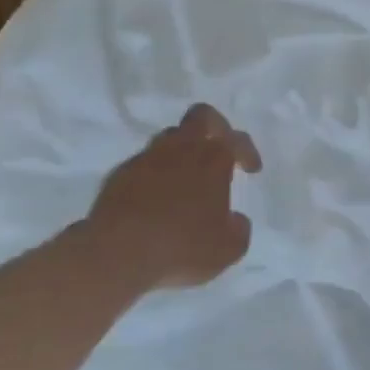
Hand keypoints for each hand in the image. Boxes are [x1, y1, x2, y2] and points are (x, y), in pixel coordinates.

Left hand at [80, 104, 262, 291]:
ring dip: (182, 151)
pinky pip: (144, 164)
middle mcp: (181, 149)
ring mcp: (147, 158)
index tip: (252, 170)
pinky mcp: (120, 174)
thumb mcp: (228, 248)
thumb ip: (239, 229)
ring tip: (186, 178)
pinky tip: (156, 199)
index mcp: (213, 159)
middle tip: (219, 147)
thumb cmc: (182, 246)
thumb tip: (235, 221)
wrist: (117, 253)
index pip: (238, 139)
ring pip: (169, 138)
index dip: (248, 152)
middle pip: (201, 116)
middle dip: (215, 127)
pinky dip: (155, 174)